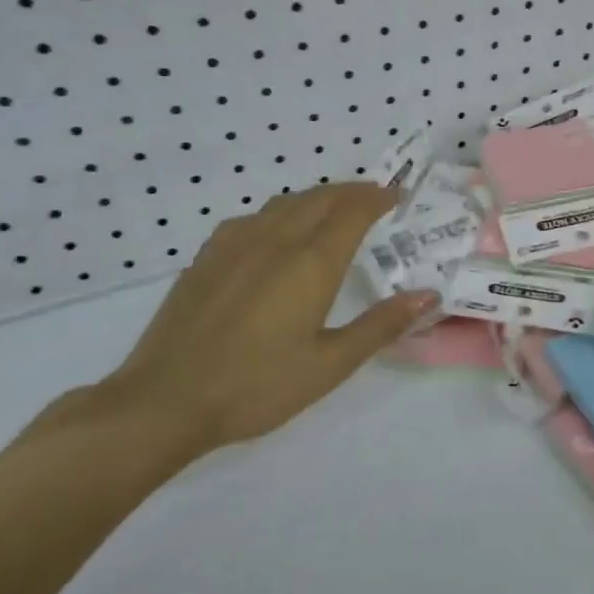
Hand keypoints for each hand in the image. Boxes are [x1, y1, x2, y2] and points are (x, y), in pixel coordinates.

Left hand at [83, 183, 438, 461]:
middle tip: (375, 196)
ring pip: (284, 203)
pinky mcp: (206, 258)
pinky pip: (253, 218)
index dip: (378, 198)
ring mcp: (234, 245)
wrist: (164, 401)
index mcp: (310, 263)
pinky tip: (275, 232)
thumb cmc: (257, 386)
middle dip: (352, 191)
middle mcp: (274, 240)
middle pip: (319, 198)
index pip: (352, 212)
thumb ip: (381, 325)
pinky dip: (280, 212)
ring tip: (333, 208)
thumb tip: (428, 294)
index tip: (397, 194)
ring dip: (316, 197)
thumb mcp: (330, 364)